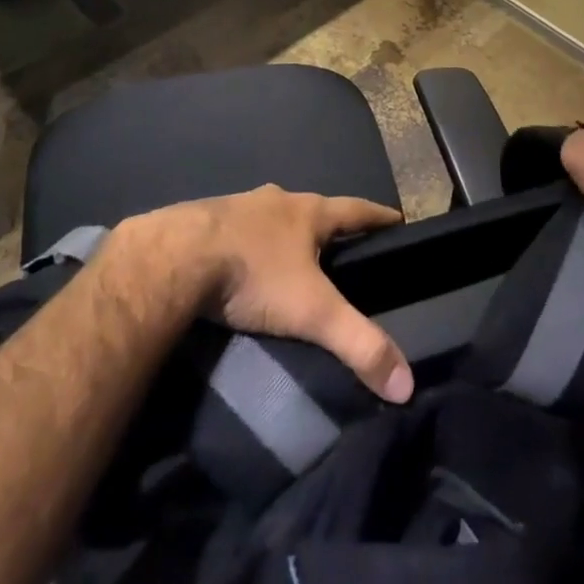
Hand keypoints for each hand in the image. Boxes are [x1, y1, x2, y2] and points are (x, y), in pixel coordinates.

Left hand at [132, 186, 413, 402]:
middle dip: (327, 226)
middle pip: (312, 209)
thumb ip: (358, 343)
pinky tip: (241, 262)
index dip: (378, 216)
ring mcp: (238, 206)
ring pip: (272, 217)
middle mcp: (277, 200)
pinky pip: (236, 229)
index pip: (356, 208)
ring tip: (289, 258)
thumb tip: (406, 383)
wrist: (176, 257)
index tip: (397, 218)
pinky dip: (247, 243)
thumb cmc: (254, 275)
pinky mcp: (205, 220)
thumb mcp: (312, 312)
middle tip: (339, 248)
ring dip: (284, 233)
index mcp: (308, 212)